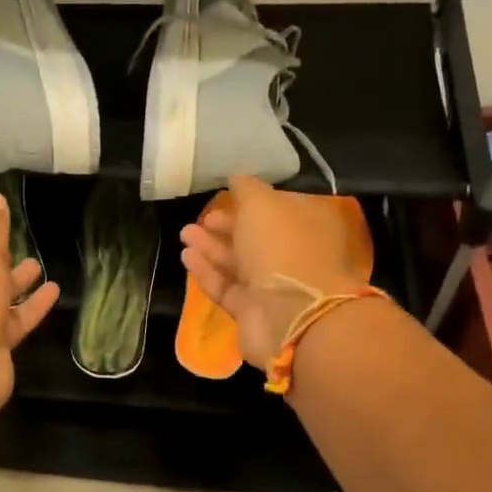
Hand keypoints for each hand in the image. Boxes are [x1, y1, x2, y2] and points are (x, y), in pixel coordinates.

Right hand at [178, 175, 363, 368]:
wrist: (290, 314)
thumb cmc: (281, 247)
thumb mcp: (262, 204)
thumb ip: (246, 188)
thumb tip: (236, 177)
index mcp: (307, 226)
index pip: (277, 210)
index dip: (250, 203)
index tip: (224, 196)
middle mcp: (293, 256)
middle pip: (256, 238)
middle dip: (227, 226)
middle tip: (200, 219)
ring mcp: (274, 287)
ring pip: (238, 263)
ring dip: (211, 247)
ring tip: (184, 234)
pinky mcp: (253, 312)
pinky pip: (227, 287)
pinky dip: (207, 272)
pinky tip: (186, 257)